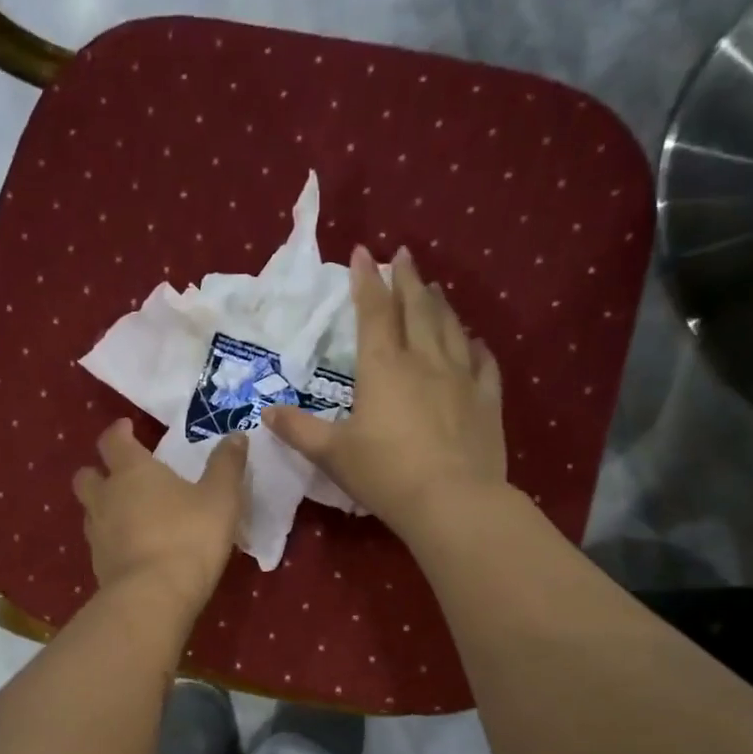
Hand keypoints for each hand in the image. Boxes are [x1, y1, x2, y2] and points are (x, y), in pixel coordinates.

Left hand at [73, 419, 248, 616]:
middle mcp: (106, 497)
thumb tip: (236, 435)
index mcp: (131, 472)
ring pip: (90, 511)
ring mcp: (97, 534)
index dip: (119, 432)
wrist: (154, 597)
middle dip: (99, 471)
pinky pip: (99, 543)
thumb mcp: (221, 498)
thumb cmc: (189, 537)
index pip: (113, 441)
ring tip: (128, 513)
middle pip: (87, 476)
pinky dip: (111, 540)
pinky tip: (132, 549)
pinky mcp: (97, 566)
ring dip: (103, 507)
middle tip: (121, 475)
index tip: (128, 428)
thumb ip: (227, 465)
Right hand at [265, 245, 505, 539]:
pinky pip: (483, 363)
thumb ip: (299, 430)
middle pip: (416, 309)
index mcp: (383, 368)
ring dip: (439, 304)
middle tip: (402, 255)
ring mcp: (461, 378)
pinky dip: (476, 346)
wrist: (453, 501)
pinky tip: (474, 340)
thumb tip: (266, 413)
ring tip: (433, 287)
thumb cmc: (385, 474)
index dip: (366, 281)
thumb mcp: (332, 454)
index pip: (373, 313)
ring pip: (450, 328)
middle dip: (406, 279)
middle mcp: (424, 361)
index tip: (362, 252)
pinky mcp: (487, 401)